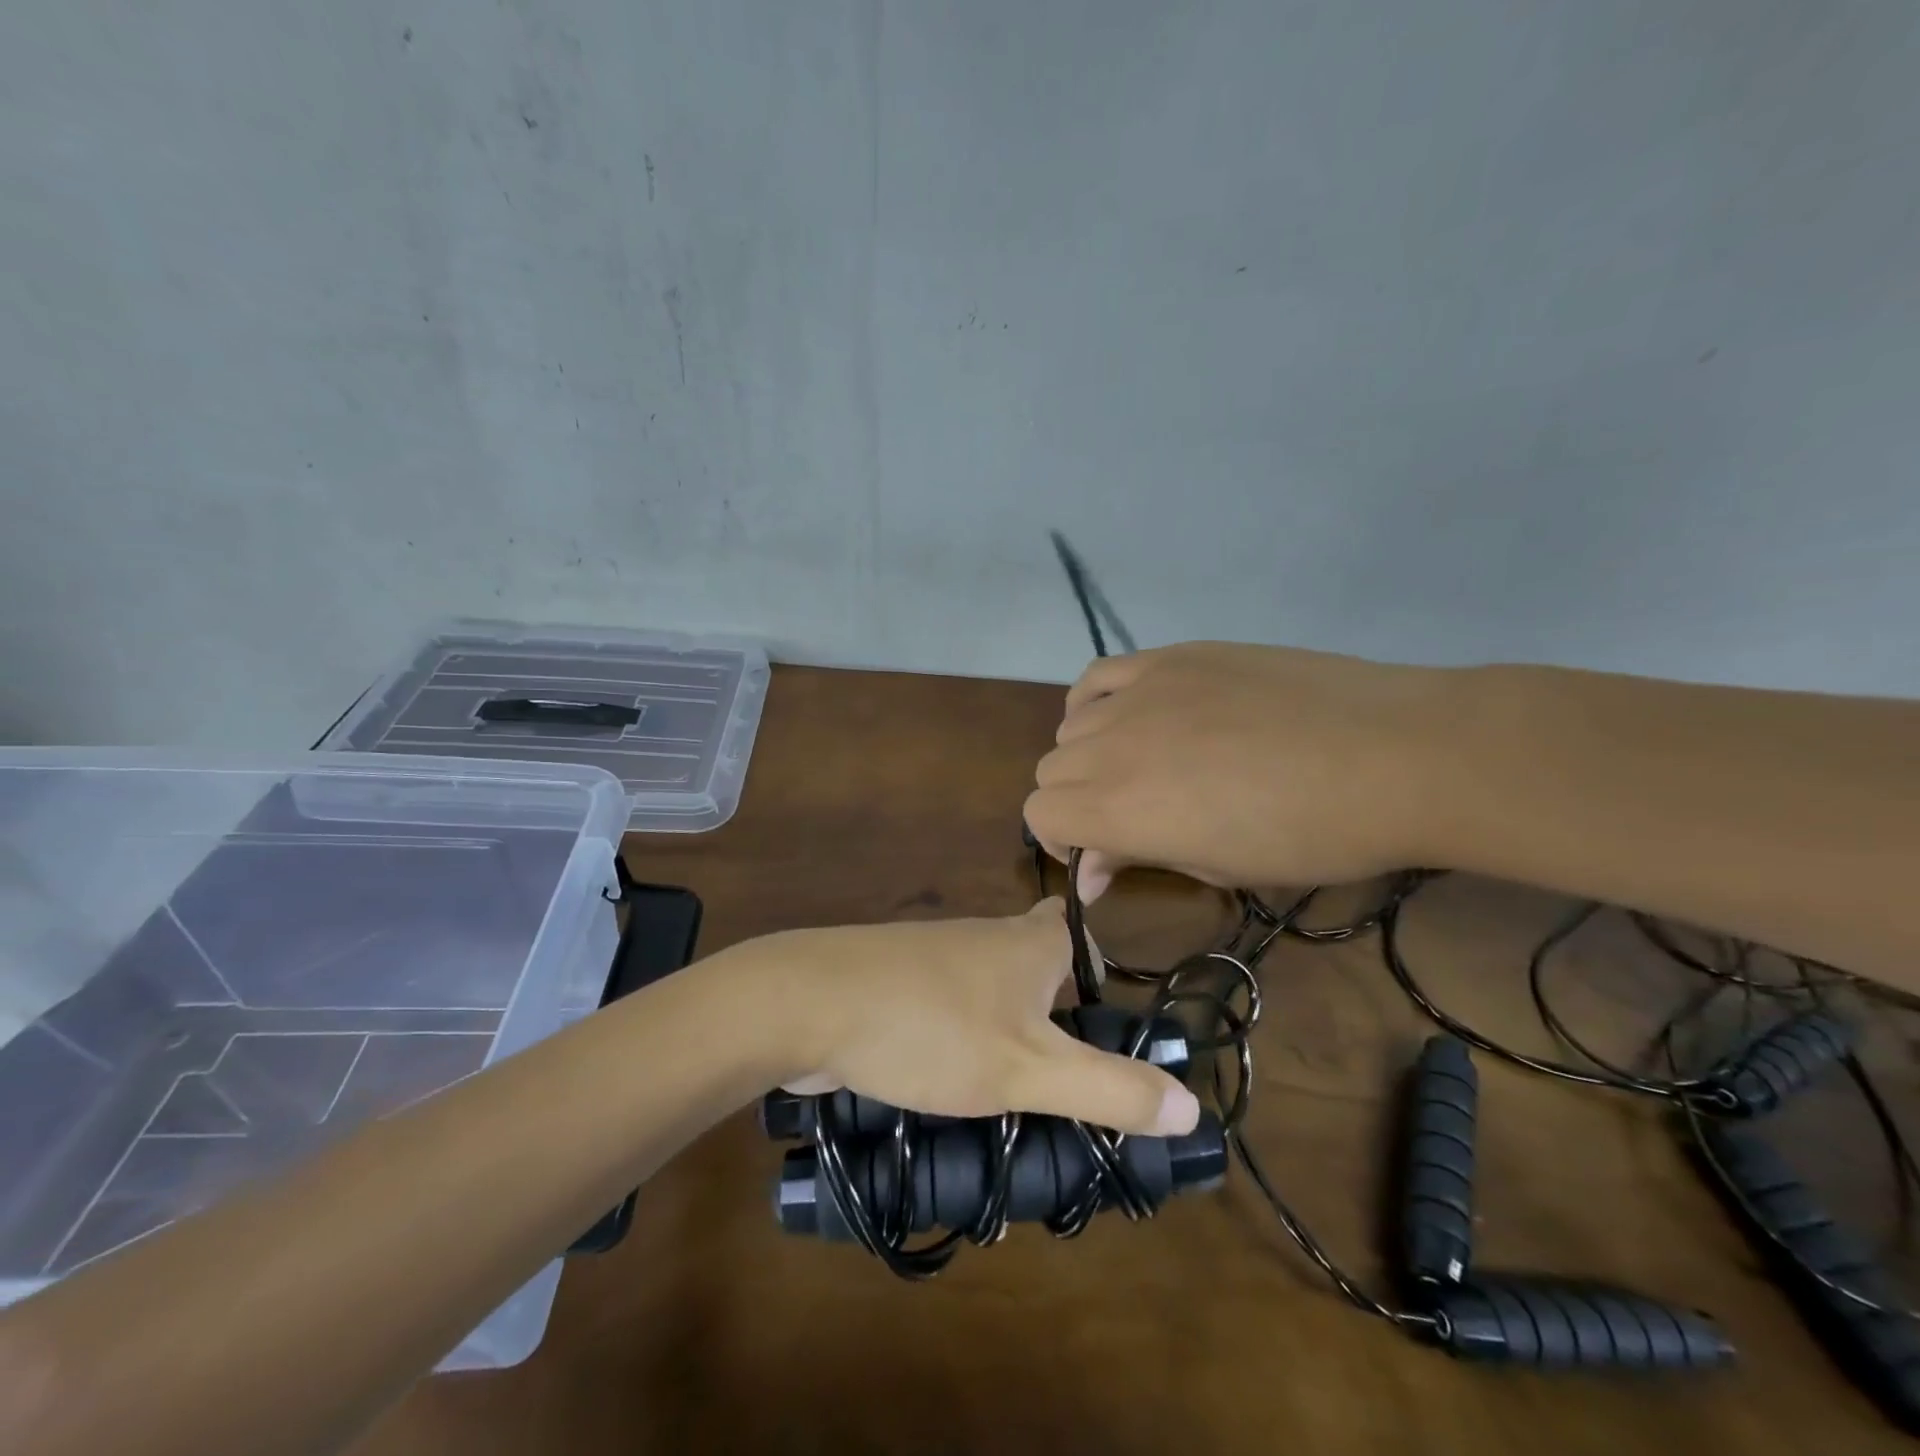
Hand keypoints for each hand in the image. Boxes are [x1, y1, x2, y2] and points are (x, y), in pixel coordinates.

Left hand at [763, 899, 1198, 1136]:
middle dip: (1058, 1010)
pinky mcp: (897, 983)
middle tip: (1075, 1076)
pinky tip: (954, 1084)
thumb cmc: (930, 1027)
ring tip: (1021, 1094)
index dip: (1098, 964)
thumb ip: (1109, 1088)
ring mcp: (936, 958)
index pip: (1077, 931)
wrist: (806, 1002)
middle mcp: (986, 939)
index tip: (1111, 1017)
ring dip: (1010, 1031)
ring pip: (991, 990)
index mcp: (1027, 943)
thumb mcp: (1028, 1069)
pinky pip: (949, 1008)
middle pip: (1037, 964)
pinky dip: (963, 1039)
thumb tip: (1192, 1106)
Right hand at [1024, 641, 1446, 898]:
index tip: (1102, 856)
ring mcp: (1140, 692)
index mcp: (1121, 808)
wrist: (1394, 754)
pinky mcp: (1171, 657)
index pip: (1040, 814)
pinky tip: (1130, 716)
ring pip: (1071, 725)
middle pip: (1051, 769)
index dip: (1062, 840)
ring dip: (1089, 754)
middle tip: (1129, 816)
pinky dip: (1096, 701)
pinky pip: (1098, 675)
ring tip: (1139, 765)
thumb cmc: (1312, 834)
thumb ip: (1138, 857)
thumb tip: (1090, 871)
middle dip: (1076, 801)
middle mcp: (1112, 745)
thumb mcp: (1218, 866)